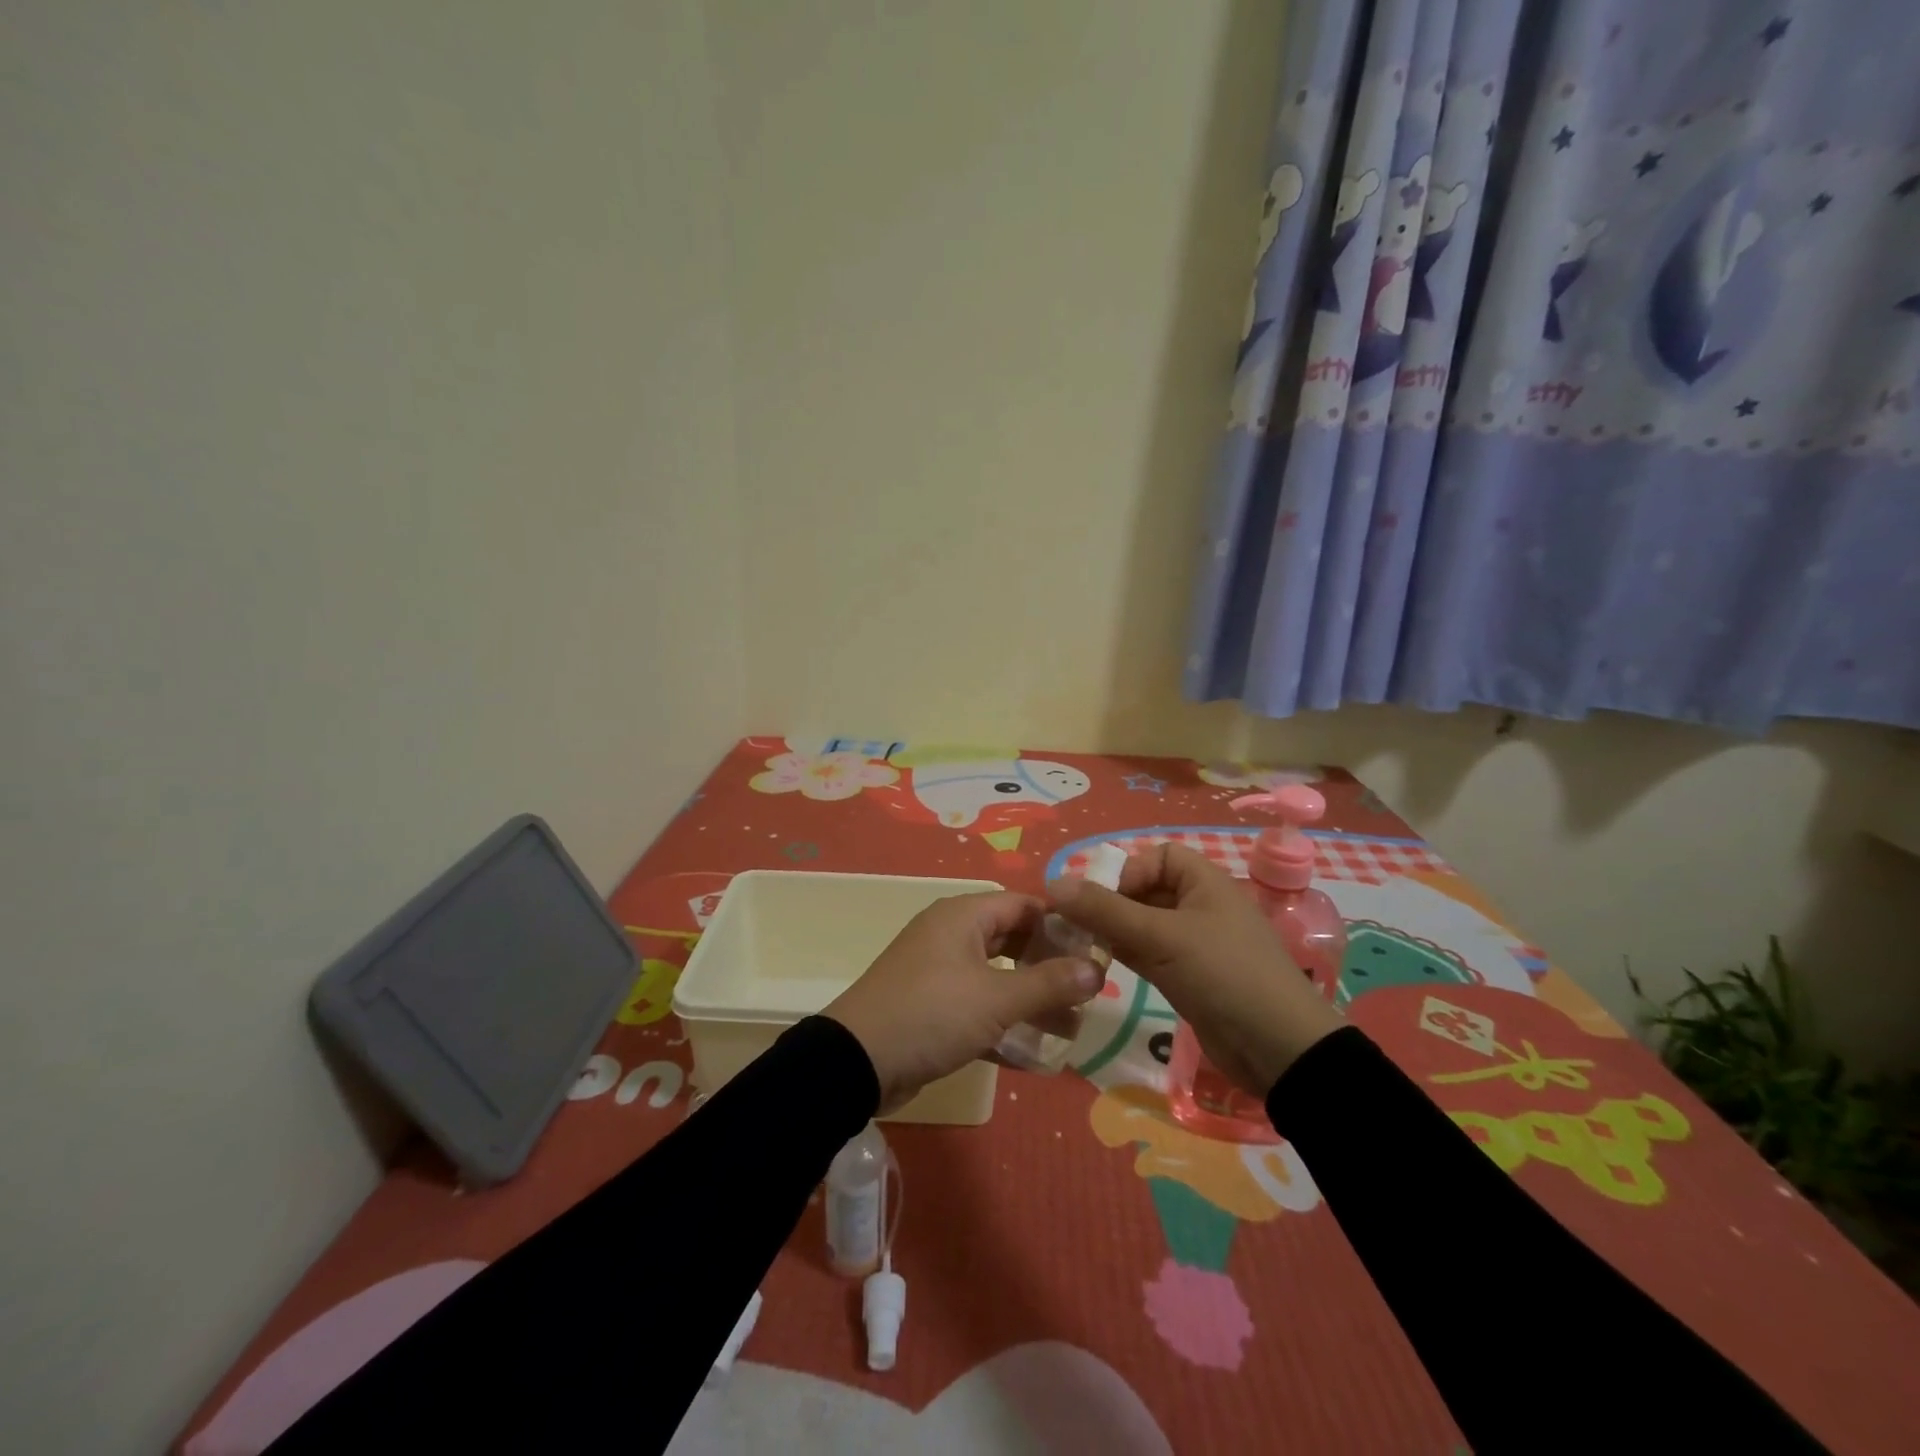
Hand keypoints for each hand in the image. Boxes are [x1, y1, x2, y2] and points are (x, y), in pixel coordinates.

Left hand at [824, 892, 1106, 1114]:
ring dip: (1032, 1003)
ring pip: (998, 979)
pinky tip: (1036, 1057)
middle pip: (1013, 942)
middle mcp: (952, 936)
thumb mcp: (997, 998)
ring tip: (1072, 1031)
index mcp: (964, 917)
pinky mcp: (932, 1009)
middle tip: (1088, 993)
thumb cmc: (932, 1013)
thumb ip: (1049, 983)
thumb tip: (1098, 969)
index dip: (1061, 924)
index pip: (1023, 905)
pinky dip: (1004, 1026)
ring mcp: (939, 973)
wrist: (857, 1062)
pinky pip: (978, 1009)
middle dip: (1050, 968)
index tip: (1097, 950)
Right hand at [1048, 844, 1340, 1097]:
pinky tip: (1096, 964)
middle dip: (1110, 903)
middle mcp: (1199, 907)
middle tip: (1075, 924)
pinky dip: (1123, 954)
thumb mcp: (1161, 937)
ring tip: (1077, 944)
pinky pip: (1147, 954)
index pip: (1158, 857)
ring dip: (1111, 931)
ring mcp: (1193, 945)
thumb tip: (1054, 883)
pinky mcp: (1186, 977)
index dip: (1128, 871)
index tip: (1104, 899)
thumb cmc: (1223, 974)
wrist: (1278, 1049)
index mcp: (1205, 883)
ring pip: (1141, 925)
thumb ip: (1105, 910)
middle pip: (1145, 890)